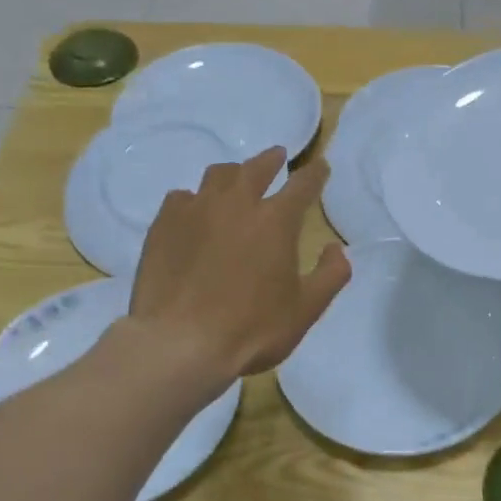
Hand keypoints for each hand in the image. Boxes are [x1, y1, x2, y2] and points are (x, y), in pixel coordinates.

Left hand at [129, 148, 349, 381]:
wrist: (179, 343)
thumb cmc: (252, 329)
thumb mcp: (306, 309)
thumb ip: (331, 275)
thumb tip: (337, 249)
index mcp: (276, 220)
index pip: (303, 184)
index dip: (315, 173)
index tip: (321, 167)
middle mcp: (237, 204)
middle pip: (257, 168)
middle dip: (272, 160)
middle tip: (278, 157)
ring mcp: (196, 210)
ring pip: (217, 176)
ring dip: (234, 174)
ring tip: (236, 180)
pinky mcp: (163, 224)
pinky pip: (182, 198)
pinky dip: (195, 199)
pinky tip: (195, 213)